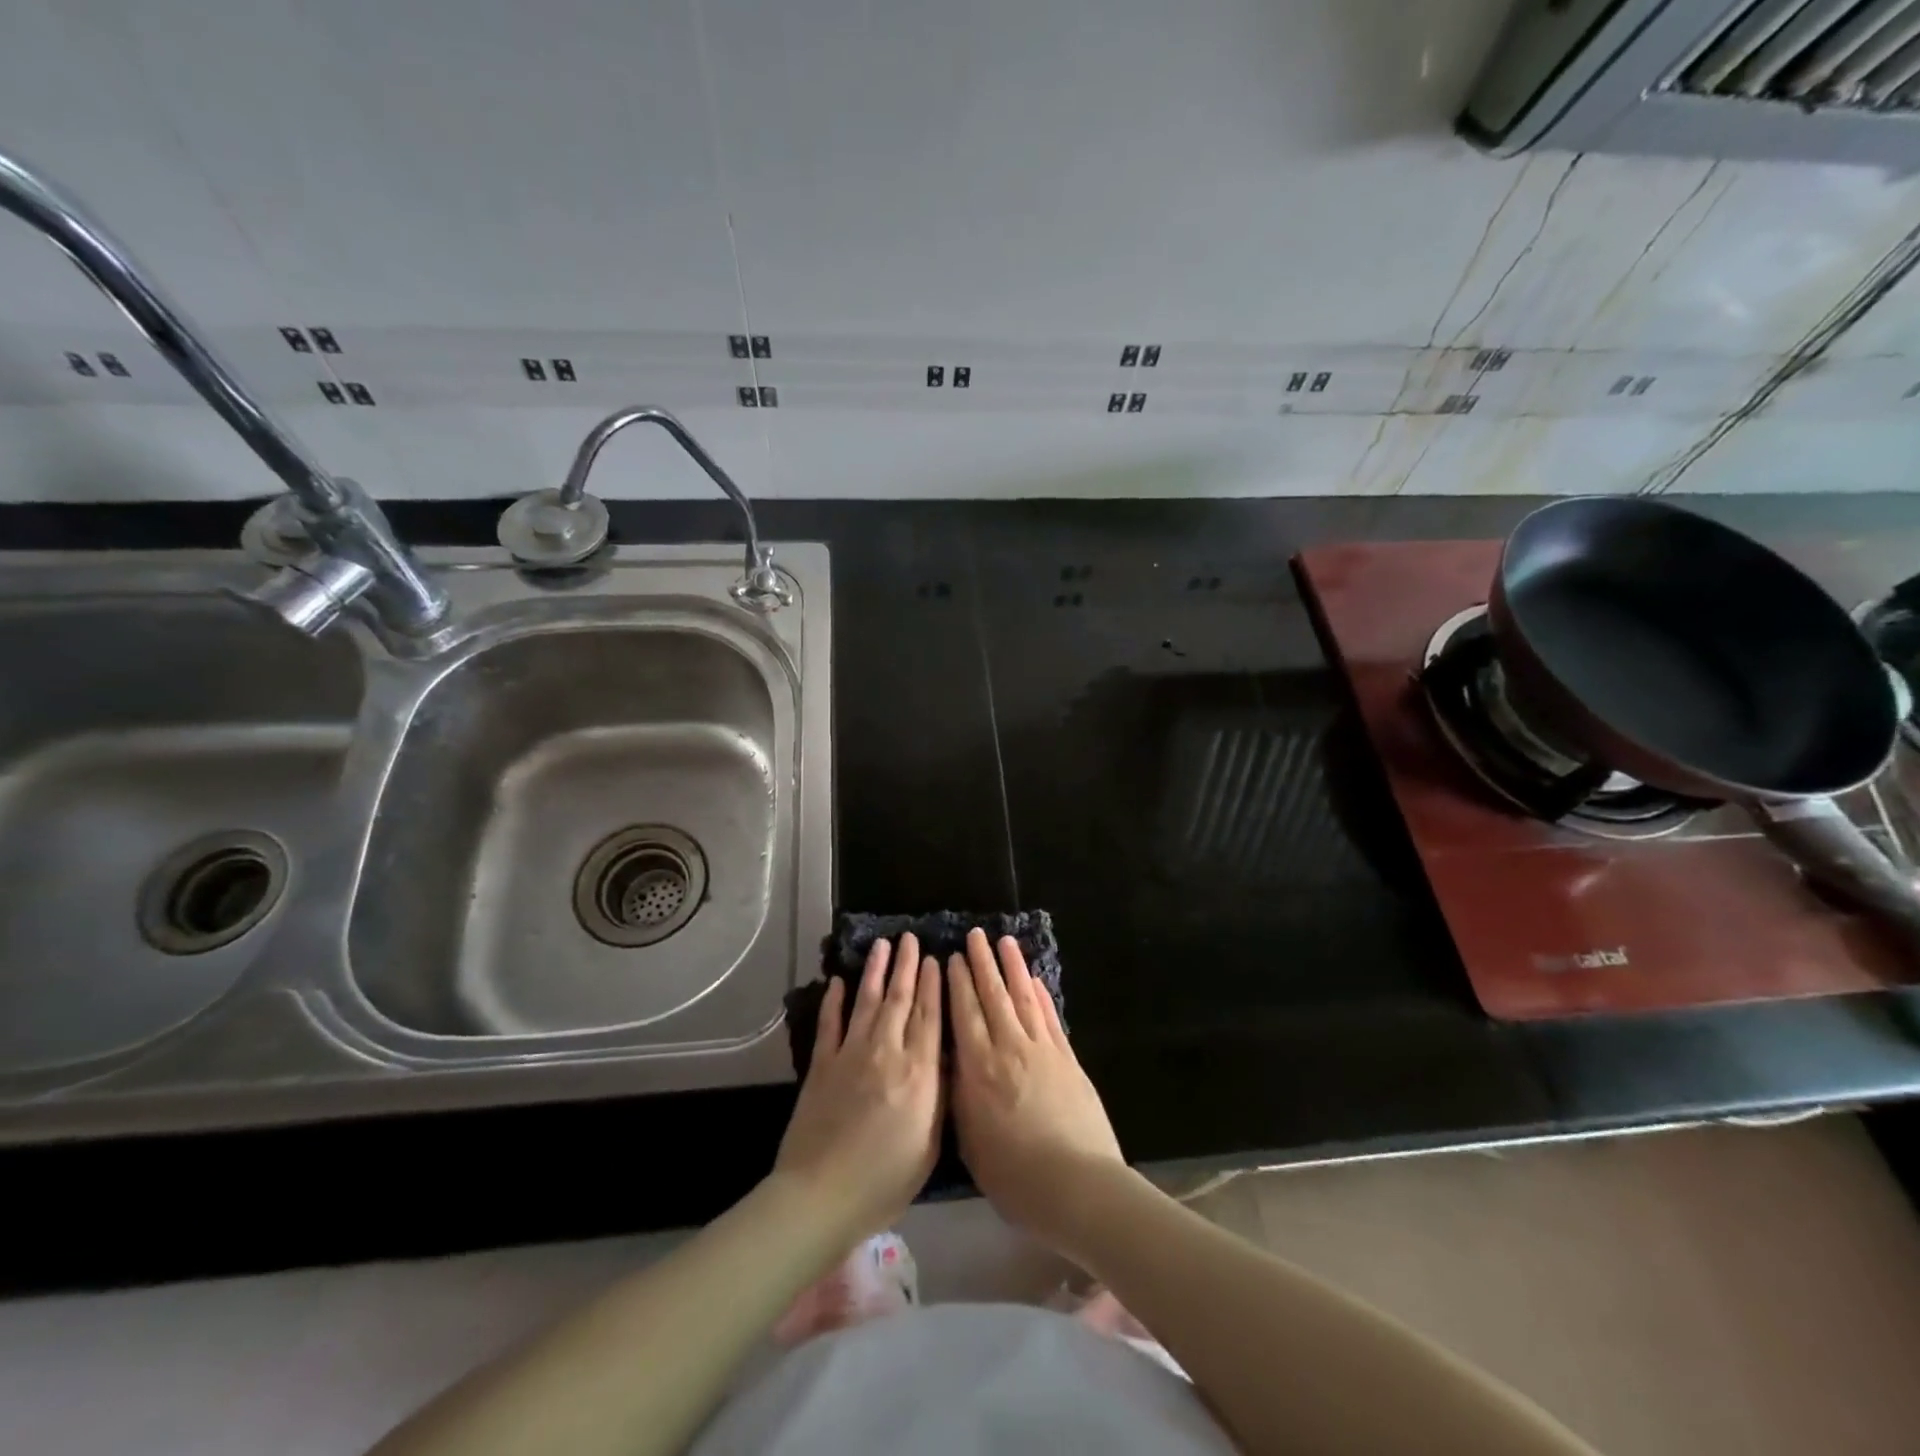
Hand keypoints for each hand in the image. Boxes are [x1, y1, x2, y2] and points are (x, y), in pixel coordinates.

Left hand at [772, 934, 942, 1245]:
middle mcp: (887, 1051)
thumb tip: (945, 1057)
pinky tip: (837, 982)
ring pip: (867, 1001)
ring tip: (882, 945)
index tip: (936, 958)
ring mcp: (851, 1054)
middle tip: (910, 938)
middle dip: (907, 966)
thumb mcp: (930, 1142)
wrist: (822, 1195)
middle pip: (900, 999)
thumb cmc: (885, 1179)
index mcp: (918, 1071)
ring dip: (875, 971)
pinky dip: (834, 1000)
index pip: (929, 1016)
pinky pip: (830, 1023)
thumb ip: (939, 1095)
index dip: (933, 984)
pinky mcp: (822, 1064)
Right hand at [948, 928, 1124, 1249]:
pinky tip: (1035, 980)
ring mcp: (1042, 1049)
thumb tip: (954, 1062)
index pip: (964, 1014)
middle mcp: (1009, 1048)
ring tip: (1005, 942)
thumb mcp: (971, 1141)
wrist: (1078, 1186)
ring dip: (1013, 967)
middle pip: (993, 996)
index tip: (953, 957)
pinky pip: (1050, 1017)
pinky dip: (1041, 995)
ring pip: (1023, 997)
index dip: (958, 983)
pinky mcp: (1068, 1058)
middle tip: (976, 935)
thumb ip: (961, 1096)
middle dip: (982, 963)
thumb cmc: (1015, 1176)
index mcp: (979, 1069)